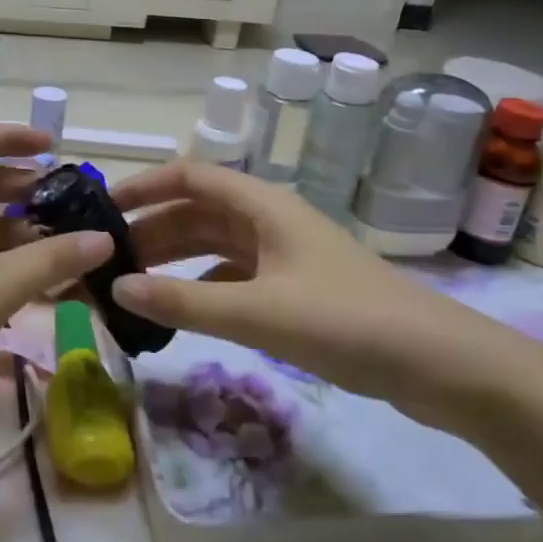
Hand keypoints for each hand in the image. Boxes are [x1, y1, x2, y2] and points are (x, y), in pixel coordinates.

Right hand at [109, 161, 502, 427]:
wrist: (439, 365)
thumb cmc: (346, 322)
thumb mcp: (257, 313)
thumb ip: (184, 302)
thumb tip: (117, 288)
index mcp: (263, 206)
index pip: (191, 176)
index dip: (145, 186)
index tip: (102, 209)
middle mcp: (271, 220)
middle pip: (199, 211)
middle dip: (153, 229)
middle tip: (107, 259)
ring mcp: (286, 255)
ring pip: (216, 245)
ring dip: (176, 259)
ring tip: (133, 285)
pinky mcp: (298, 288)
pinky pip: (235, 276)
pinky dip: (204, 286)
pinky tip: (183, 311)